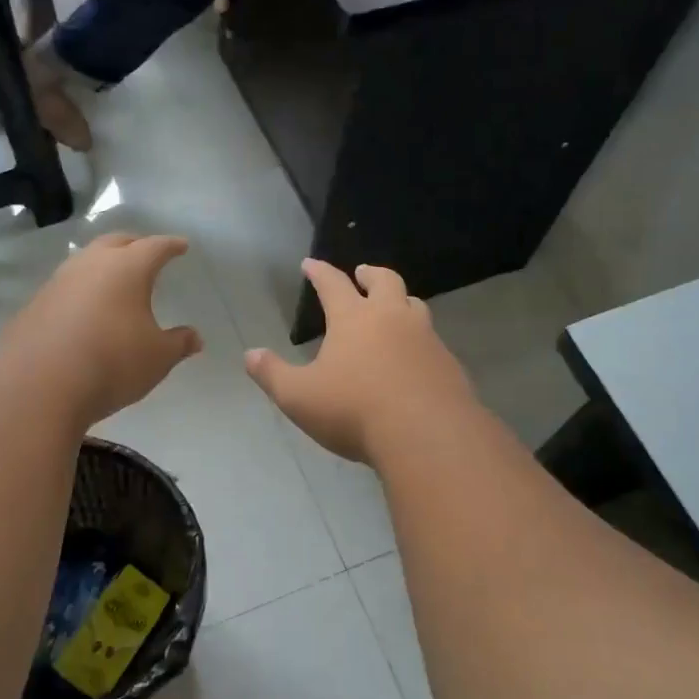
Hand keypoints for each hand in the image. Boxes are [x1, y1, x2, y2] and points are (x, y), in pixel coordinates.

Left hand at [0, 233, 203, 426]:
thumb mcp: (157, 358)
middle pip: (116, 242)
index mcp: (127, 268)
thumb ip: (178, 344)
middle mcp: (91, 264)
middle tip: (146, 253)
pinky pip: (66, 287)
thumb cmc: (112, 362)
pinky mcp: (35, 304)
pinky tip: (86, 310)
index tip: (181, 246)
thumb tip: (194, 337)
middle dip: (134, 245)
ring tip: (115, 280)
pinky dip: (82, 290)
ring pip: (86, 261)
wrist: (38, 385)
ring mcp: (58, 282)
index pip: (155, 247)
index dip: (171, 246)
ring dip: (103, 265)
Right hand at [245, 261, 472, 462]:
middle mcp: (393, 318)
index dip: (319, 272)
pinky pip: (432, 341)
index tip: (310, 264)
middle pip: (385, 281)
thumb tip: (251, 355)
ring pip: (415, 306)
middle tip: (362, 273)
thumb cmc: (354, 411)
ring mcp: (426, 339)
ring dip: (401, 301)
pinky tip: (414, 358)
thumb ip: (273, 374)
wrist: (427, 434)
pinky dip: (419, 339)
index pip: (333, 284)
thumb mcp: (299, 397)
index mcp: (354, 319)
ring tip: (393, 309)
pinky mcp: (448, 364)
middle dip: (370, 274)